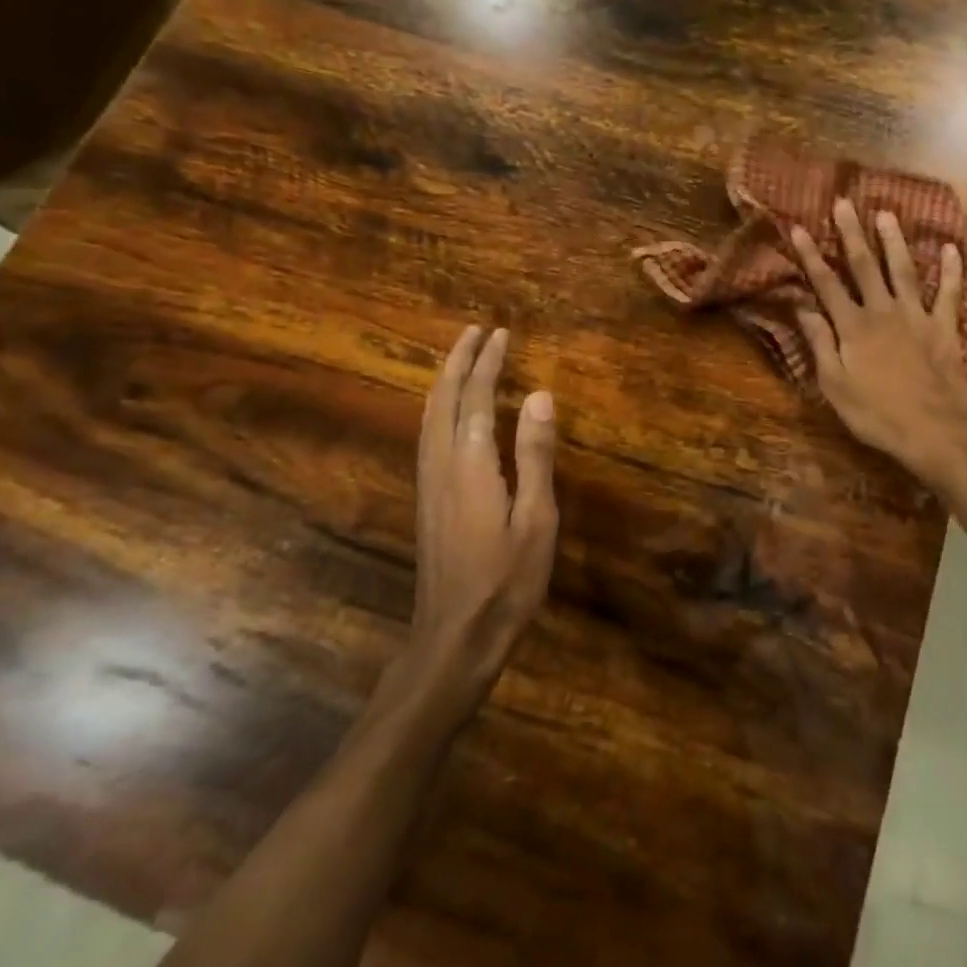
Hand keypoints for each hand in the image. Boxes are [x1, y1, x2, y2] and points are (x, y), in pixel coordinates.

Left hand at [400, 325, 556, 714]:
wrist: (455, 636)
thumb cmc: (507, 580)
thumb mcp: (536, 519)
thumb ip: (534, 454)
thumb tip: (539, 395)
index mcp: (470, 463)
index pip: (476, 397)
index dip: (487, 362)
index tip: (500, 333)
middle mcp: (441, 464)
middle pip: (443, 399)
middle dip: (458, 361)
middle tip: (475, 331)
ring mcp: (429, 483)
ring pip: (429, 417)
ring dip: (444, 381)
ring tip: (461, 358)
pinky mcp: (427, 500)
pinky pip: (428, 435)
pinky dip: (438, 407)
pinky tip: (447, 413)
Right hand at [792, 198, 966, 482]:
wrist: (932, 431)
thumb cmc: (875, 414)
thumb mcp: (834, 385)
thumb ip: (820, 343)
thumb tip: (802, 308)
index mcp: (853, 327)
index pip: (826, 284)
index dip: (810, 255)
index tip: (798, 227)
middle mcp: (883, 312)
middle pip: (864, 266)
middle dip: (852, 233)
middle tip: (844, 203)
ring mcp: (917, 316)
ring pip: (903, 270)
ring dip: (894, 241)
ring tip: (887, 214)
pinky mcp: (944, 328)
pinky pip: (949, 293)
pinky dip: (951, 270)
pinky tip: (950, 248)